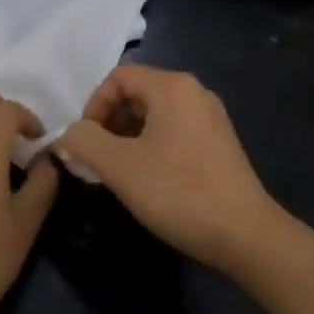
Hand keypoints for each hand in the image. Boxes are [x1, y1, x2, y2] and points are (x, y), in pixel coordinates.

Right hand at [55, 64, 283, 273]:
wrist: (245, 235)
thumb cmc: (179, 192)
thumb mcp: (120, 167)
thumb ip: (84, 142)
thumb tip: (67, 135)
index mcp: (172, 87)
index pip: (118, 78)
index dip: (92, 106)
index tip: (84, 142)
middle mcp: (194, 92)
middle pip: (137, 93)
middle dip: (109, 122)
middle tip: (96, 158)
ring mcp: (211, 117)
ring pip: (154, 114)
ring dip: (127, 136)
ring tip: (118, 171)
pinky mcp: (219, 142)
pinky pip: (174, 130)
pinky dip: (151, 145)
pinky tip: (147, 178)